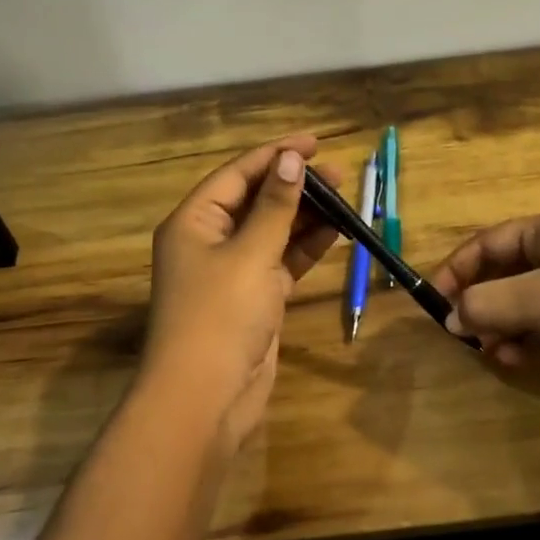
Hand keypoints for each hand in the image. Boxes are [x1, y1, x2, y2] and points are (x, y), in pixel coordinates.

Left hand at [138, 136, 340, 452]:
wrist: (207, 397)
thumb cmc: (221, 316)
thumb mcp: (250, 254)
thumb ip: (275, 207)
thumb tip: (291, 159)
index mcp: (194, 221)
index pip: (238, 174)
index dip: (276, 154)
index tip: (315, 141)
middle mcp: (210, 240)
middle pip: (256, 200)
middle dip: (295, 185)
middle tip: (338, 173)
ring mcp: (233, 270)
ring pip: (273, 230)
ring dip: (305, 215)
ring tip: (345, 198)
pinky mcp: (255, 297)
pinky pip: (282, 260)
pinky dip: (306, 247)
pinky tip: (336, 231)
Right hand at [430, 212, 539, 410]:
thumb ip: (488, 305)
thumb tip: (451, 318)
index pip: (489, 243)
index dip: (459, 268)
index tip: (434, 300)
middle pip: (507, 277)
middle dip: (484, 306)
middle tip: (466, 335)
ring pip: (529, 309)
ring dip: (507, 331)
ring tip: (498, 353)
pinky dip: (537, 347)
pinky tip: (531, 363)